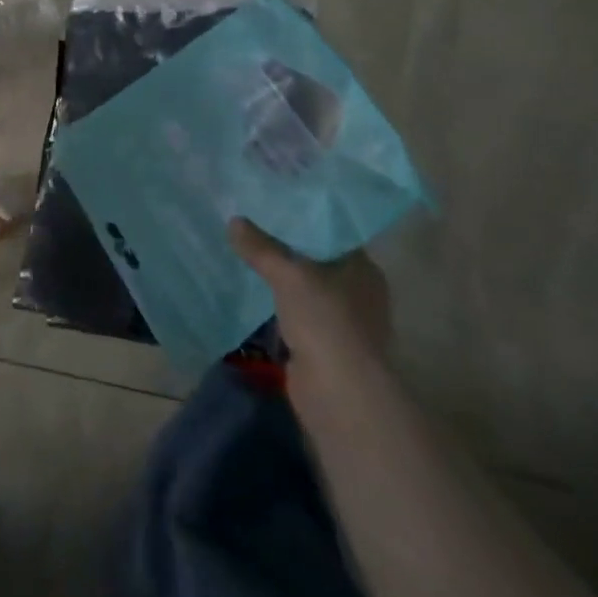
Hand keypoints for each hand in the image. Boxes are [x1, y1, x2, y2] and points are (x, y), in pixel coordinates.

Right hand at [228, 218, 390, 378]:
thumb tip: (234, 221)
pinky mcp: (326, 344)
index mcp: (363, 268)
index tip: (274, 204)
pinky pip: (298, 312)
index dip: (304, 217)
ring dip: (283, 278)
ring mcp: (343, 320)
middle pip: (318, 259)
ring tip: (248, 253)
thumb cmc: (324, 321)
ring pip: (306, 287)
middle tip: (253, 224)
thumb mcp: (287, 275)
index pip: (332, 232)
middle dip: (288, 247)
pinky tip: (256, 291)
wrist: (338, 392)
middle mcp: (359, 291)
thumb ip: (261, 247)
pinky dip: (280, 304)